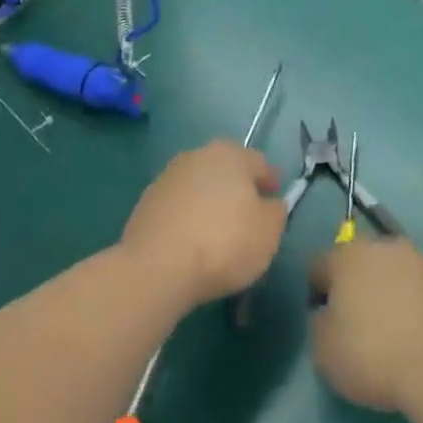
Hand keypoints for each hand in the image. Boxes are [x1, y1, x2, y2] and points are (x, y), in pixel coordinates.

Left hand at [121, 141, 285, 310]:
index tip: (274, 199)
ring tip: (217, 232)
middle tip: (247, 215)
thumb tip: (269, 204)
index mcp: (230, 155)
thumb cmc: (224, 242)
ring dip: (209, 202)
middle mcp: (197, 156)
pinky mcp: (146, 203)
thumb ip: (275, 212)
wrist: (157, 267)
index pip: (259, 163)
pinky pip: (178, 207)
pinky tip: (192, 242)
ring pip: (199, 187)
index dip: (270, 181)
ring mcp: (168, 178)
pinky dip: (188, 218)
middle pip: (226, 170)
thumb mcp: (268, 232)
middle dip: (237, 188)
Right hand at [308, 239, 422, 414]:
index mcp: (347, 256)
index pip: (319, 265)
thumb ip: (319, 324)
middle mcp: (383, 246)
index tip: (325, 320)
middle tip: (358, 322)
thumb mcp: (324, 352)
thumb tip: (328, 313)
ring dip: (388, 289)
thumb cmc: (374, 357)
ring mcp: (419, 259)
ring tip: (393, 329)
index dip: (318, 292)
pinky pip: (420, 286)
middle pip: (359, 261)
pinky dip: (416, 301)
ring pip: (393, 270)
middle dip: (356, 284)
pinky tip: (419, 332)